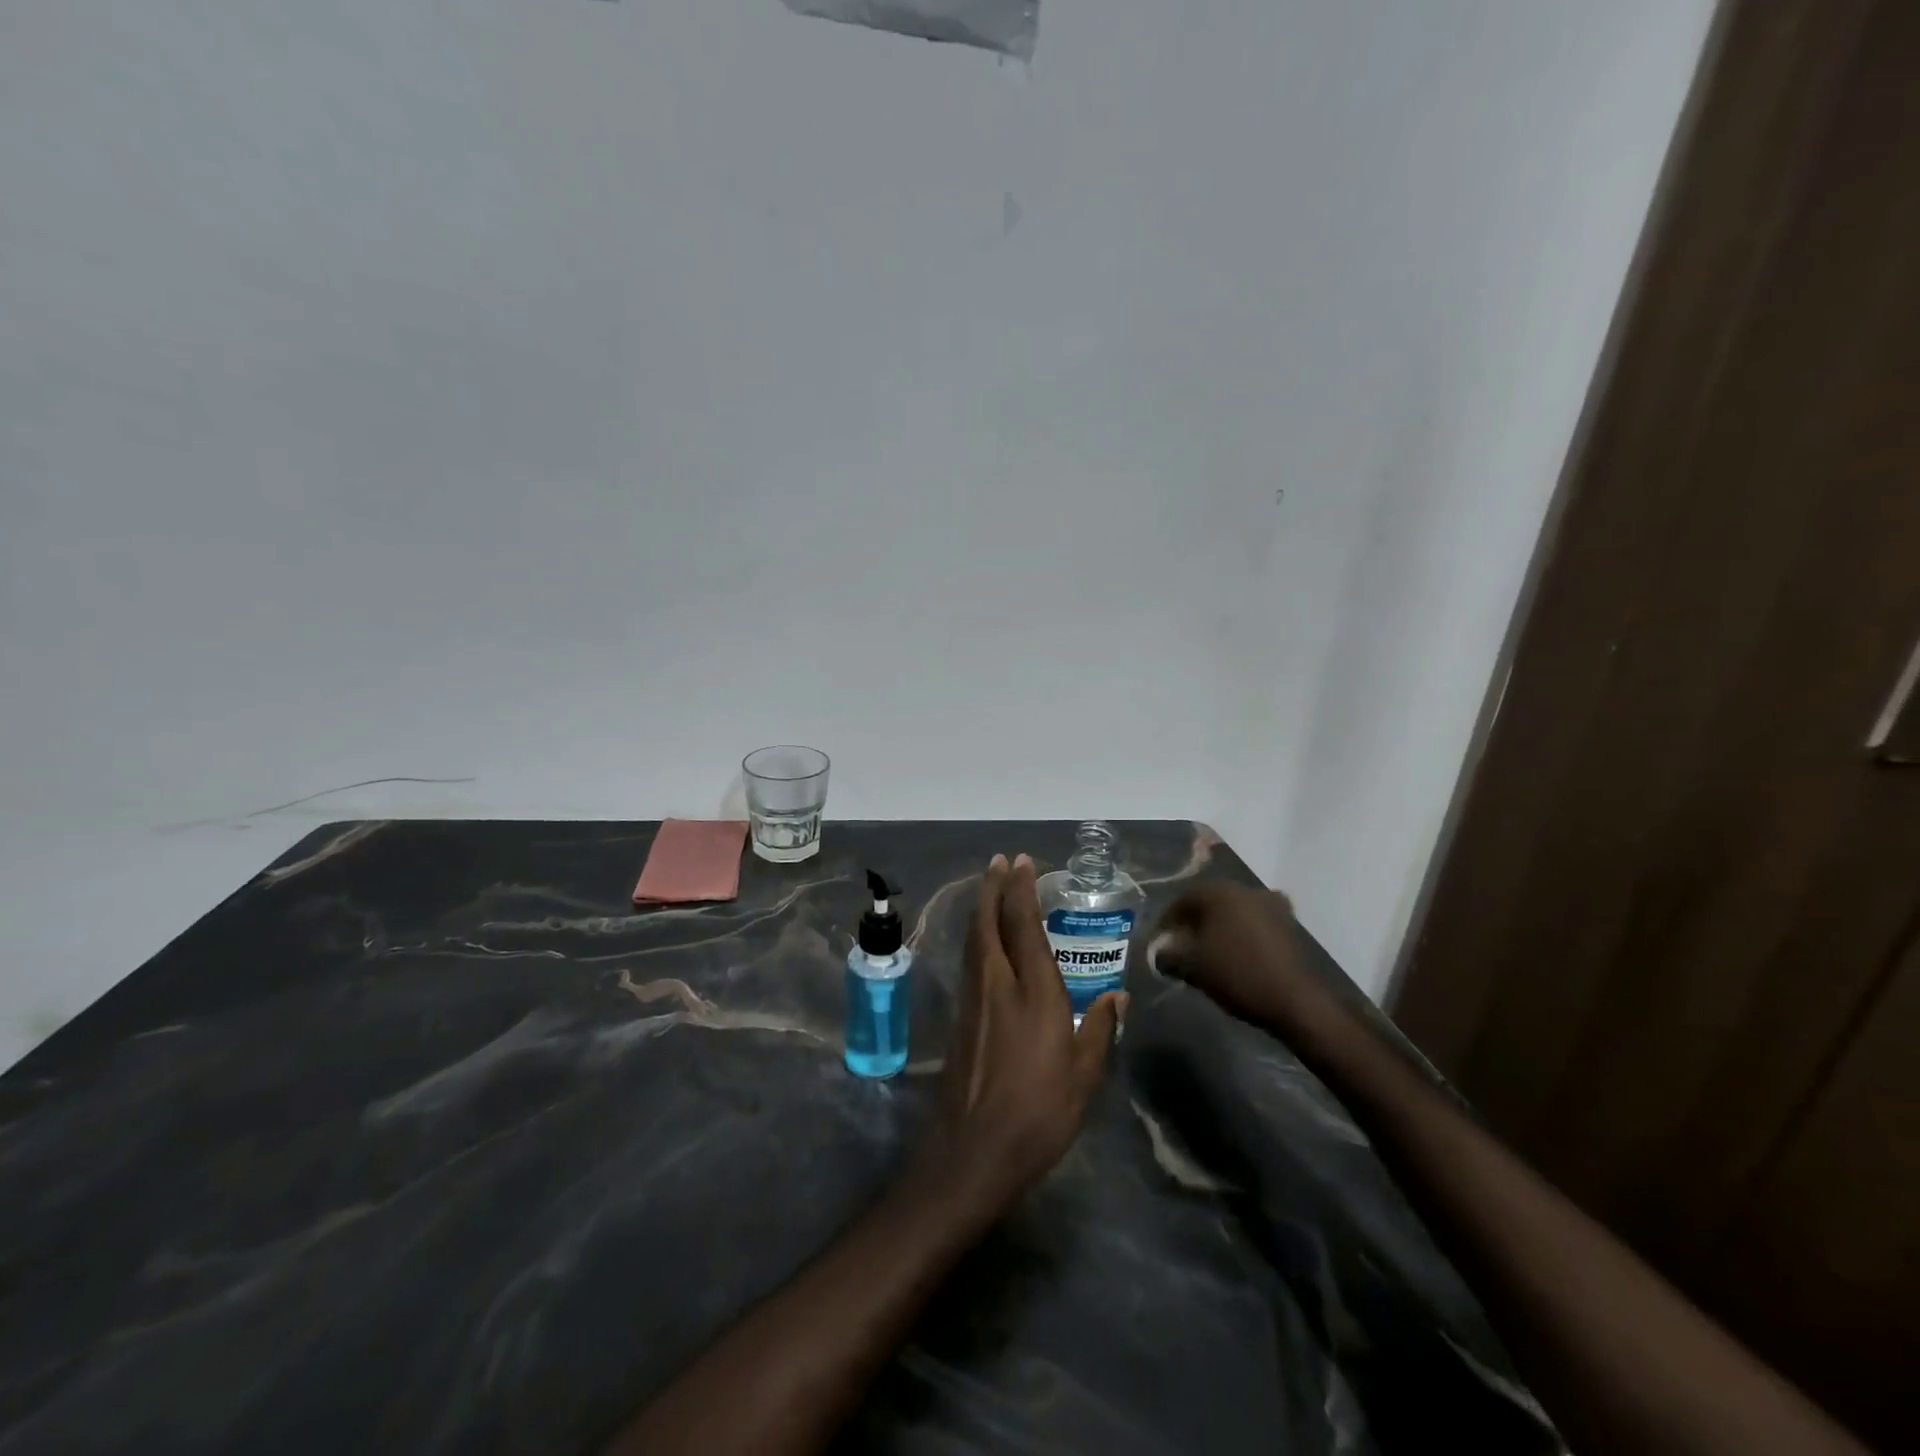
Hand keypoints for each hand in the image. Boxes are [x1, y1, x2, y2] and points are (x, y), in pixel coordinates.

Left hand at [913, 854, 1125, 1220]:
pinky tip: (983, 938)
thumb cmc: (1039, 1111)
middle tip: (1000, 861)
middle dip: (994, 887)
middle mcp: (997, 982)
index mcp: (1032, 990)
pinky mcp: (961, 1016)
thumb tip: (1119, 996)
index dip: (1021, 890)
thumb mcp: (1085, 1075)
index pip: (1023, 924)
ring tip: (990, 886)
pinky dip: (977, 934)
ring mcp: (973, 998)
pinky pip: (970, 958)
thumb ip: (1100, 1029)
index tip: (1022, 862)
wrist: (974, 1149)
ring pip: (975, 937)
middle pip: (989, 921)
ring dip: (982, 905)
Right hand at [1149, 881, 1330, 1030]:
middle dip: (1194, 922)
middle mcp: (1245, 890)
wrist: (1294, 1000)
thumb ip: (1169, 956)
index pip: (1183, 900)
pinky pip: (1256, 923)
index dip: (1167, 920)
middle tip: (1183, 945)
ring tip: (1211, 950)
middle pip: (1210, 902)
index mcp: (1219, 892)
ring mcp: (1271, 904)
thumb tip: (1159, 953)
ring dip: (1220, 926)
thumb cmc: (1236, 974)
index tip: (1160, 941)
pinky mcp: (1290, 924)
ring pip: (1235, 911)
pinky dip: (1244, 933)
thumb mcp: (1192, 967)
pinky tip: (1239, 952)